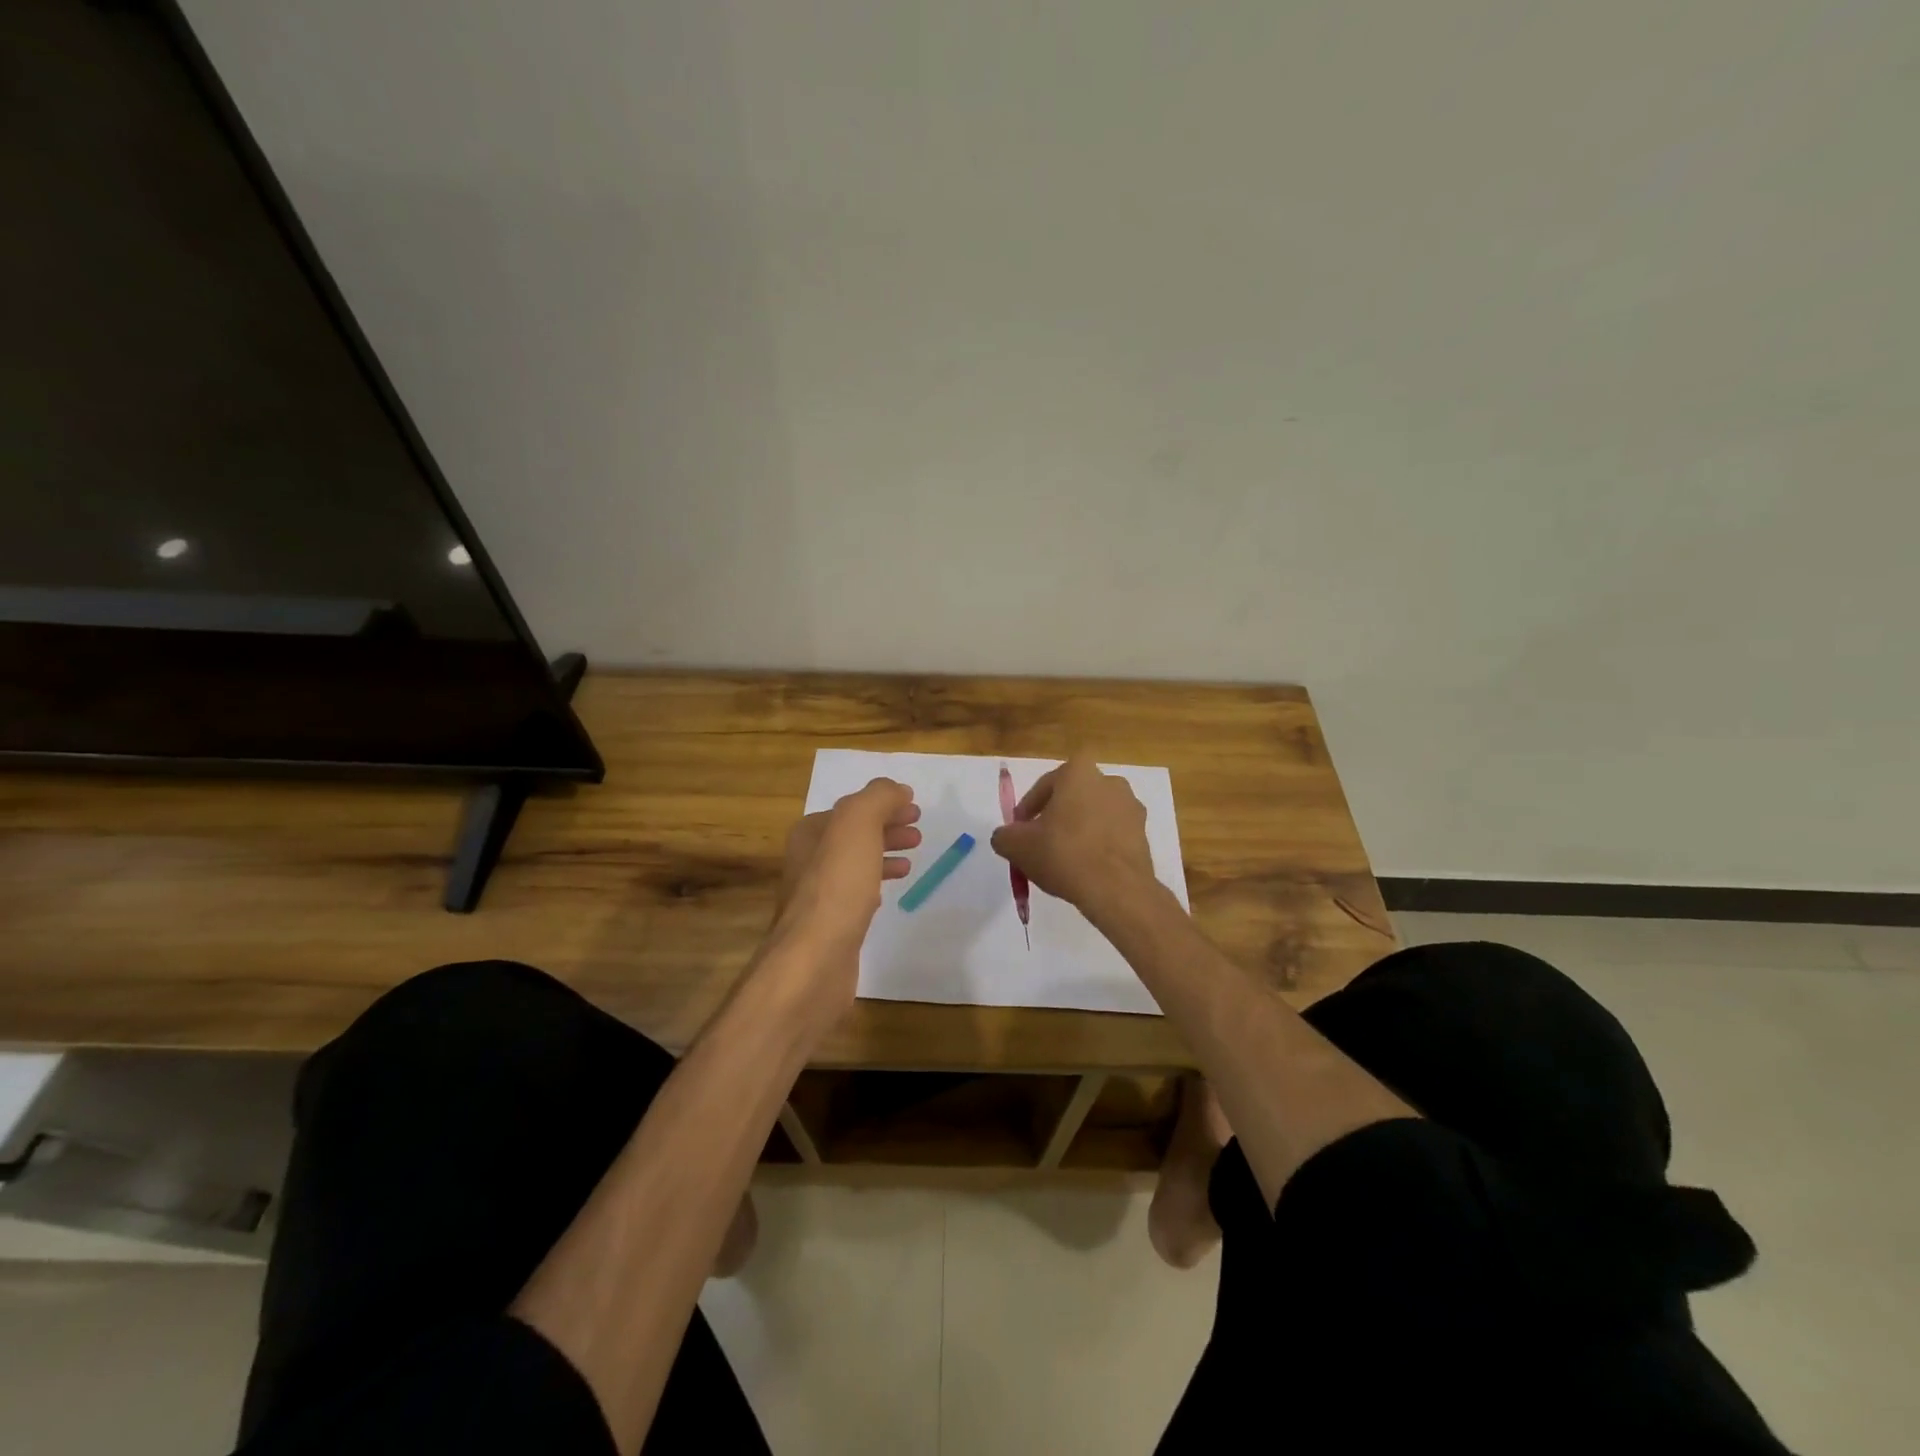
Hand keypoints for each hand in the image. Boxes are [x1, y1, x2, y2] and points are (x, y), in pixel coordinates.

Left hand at [770, 778, 920, 999]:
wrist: (815, 958)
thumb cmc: (837, 886)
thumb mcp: (857, 825)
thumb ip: (877, 799)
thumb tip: (896, 790)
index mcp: (810, 832)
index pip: (851, 808)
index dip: (883, 805)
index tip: (915, 809)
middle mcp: (808, 860)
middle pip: (853, 835)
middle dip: (886, 829)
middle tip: (918, 833)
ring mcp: (816, 895)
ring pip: (856, 864)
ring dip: (884, 855)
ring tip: (913, 860)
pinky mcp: (829, 926)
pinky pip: (855, 895)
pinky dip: (876, 885)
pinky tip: (889, 893)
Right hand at [989, 758, 1157, 924]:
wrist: (1116, 889)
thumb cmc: (1063, 854)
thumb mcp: (1017, 846)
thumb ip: (1004, 836)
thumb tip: (1005, 837)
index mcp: (1078, 772)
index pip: (1045, 785)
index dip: (1029, 808)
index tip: (1020, 830)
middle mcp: (1109, 781)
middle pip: (1073, 797)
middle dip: (1056, 816)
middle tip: (1041, 842)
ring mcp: (1131, 807)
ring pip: (1094, 814)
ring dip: (1079, 829)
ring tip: (1064, 858)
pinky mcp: (1144, 833)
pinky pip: (1112, 833)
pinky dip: (1098, 844)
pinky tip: (1086, 868)